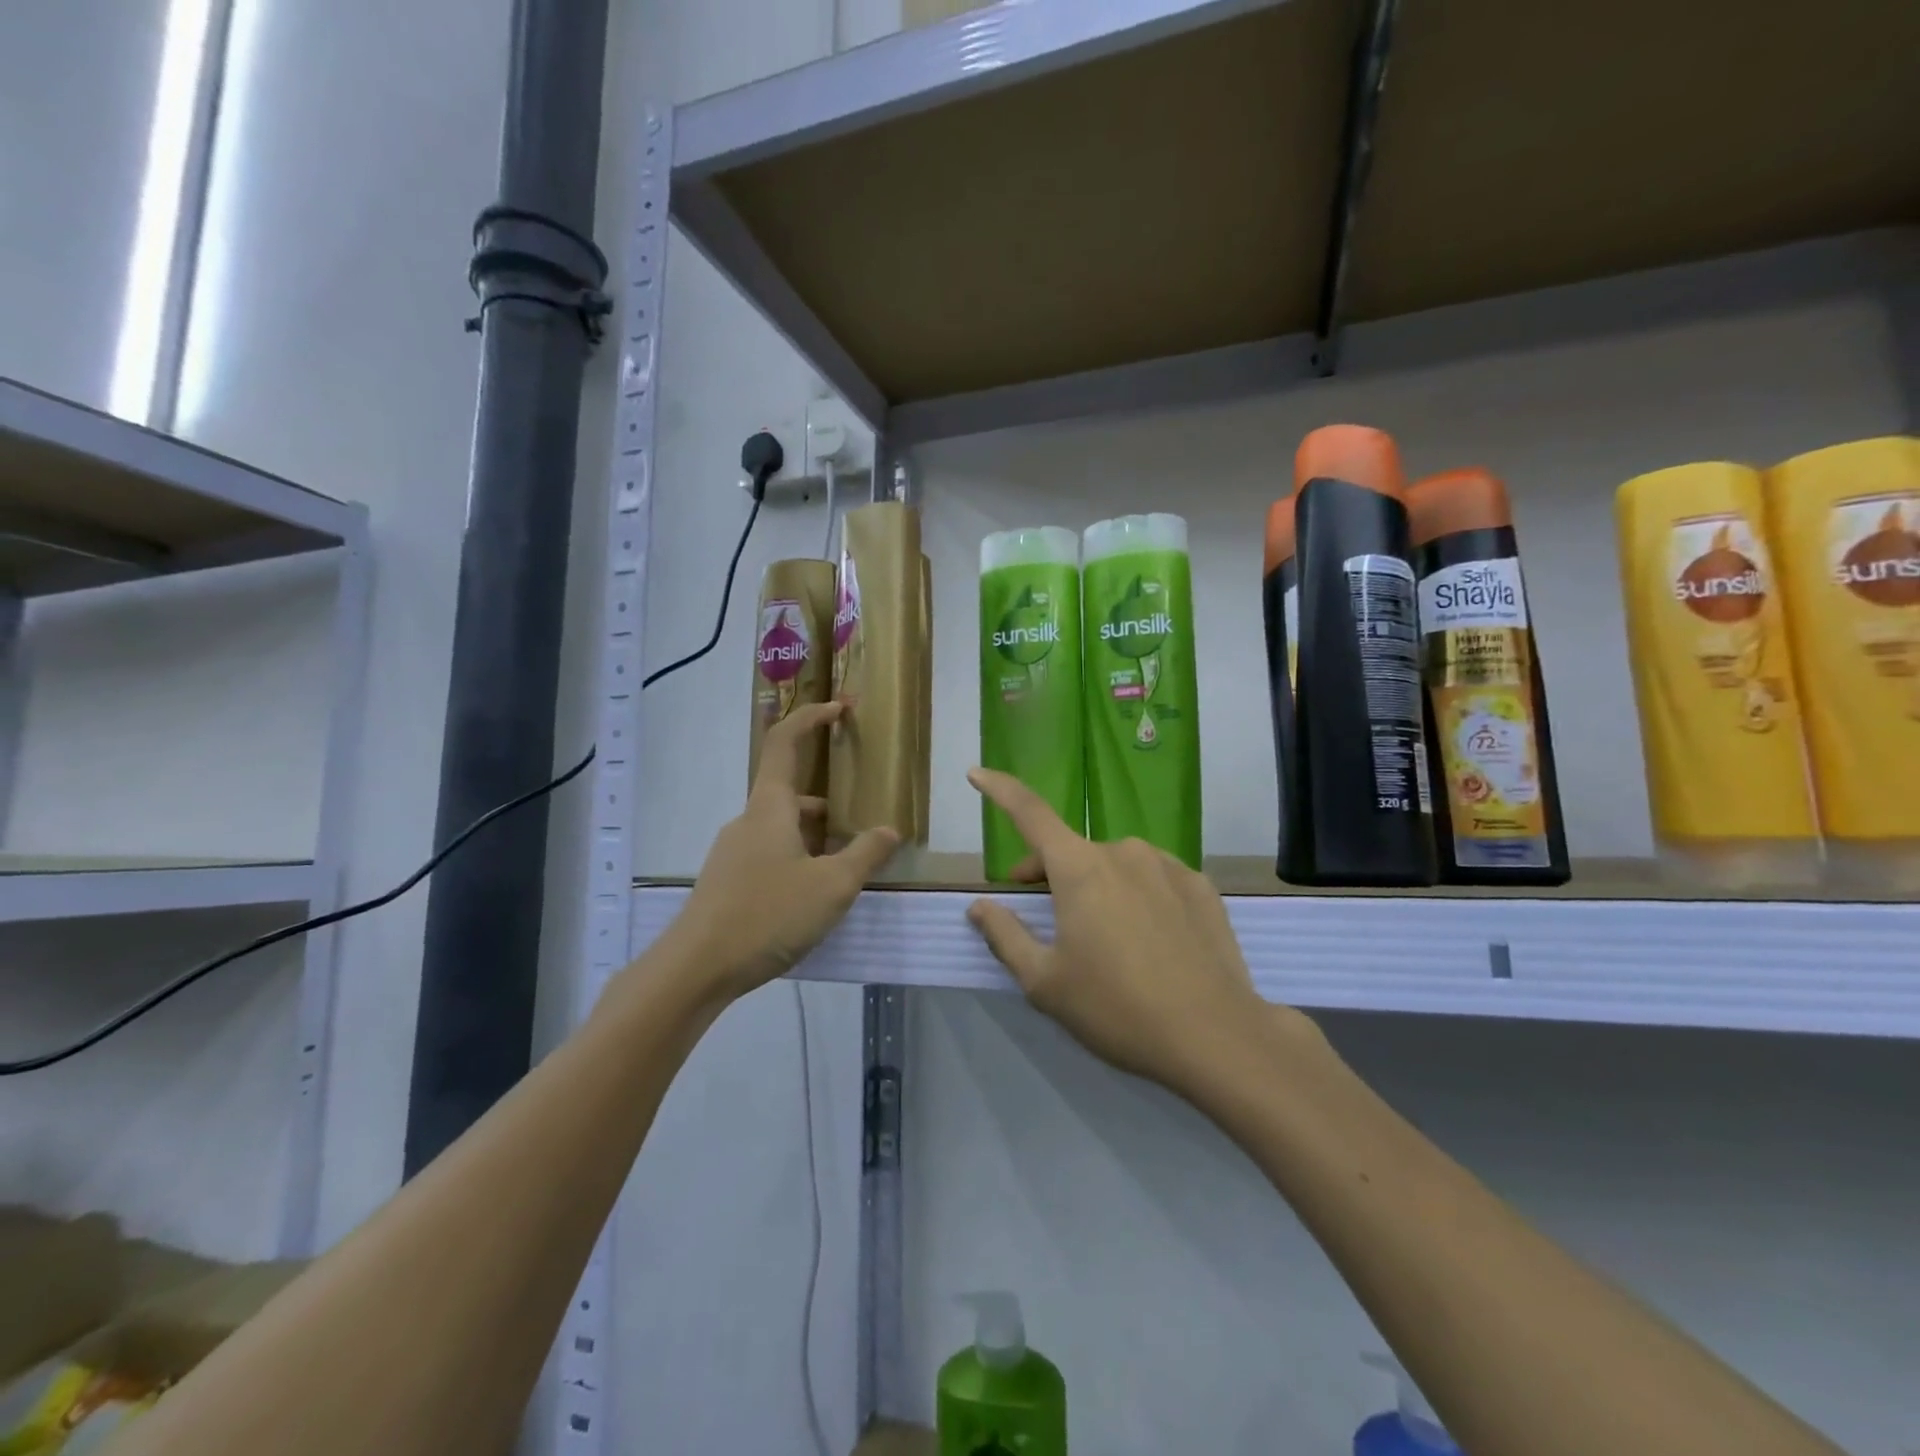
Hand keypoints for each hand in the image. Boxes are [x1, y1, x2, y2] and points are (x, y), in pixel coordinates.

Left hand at [673, 703, 898, 1001]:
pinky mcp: (727, 882)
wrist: (696, 968)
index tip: (839, 708)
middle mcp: (748, 821)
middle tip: (860, 829)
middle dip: (828, 806)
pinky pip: (769, 855)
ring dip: (814, 839)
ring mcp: (733, 852)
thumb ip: (865, 855)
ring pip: (781, 830)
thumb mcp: (832, 886)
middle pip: (790, 794)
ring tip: (844, 871)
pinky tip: (811, 898)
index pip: (785, 743)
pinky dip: (796, 860)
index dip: (811, 717)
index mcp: (770, 808)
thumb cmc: (767, 914)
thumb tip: (889, 830)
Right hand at [965, 768, 1275, 1094]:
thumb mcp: (1045, 982)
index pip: (1029, 813)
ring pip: (1114, 865)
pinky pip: (1153, 879)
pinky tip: (1147, 940)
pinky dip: (1136, 895)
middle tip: (1042, 914)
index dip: (999, 789)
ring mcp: (1168, 865)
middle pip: (1071, 851)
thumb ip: (1005, 936)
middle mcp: (1123, 852)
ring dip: (1096, 885)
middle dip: (1047, 873)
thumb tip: (979, 906)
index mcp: (1079, 867)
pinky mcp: (1201, 887)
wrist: (1216, 1037)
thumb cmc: (1116, 1008)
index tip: (976, 773)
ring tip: (1104, 937)